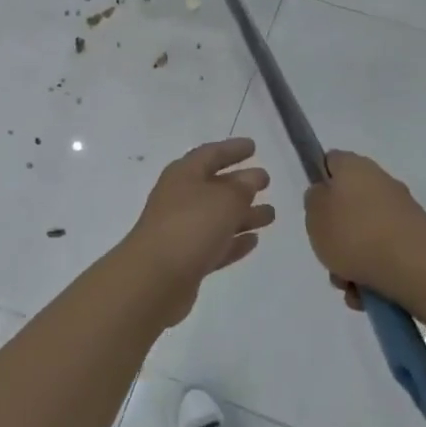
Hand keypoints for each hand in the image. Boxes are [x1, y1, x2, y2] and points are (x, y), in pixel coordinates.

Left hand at [123, 138, 274, 308]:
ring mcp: (181, 231)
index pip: (210, 154)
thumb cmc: (190, 227)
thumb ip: (242, 187)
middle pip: (214, 186)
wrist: (154, 280)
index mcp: (183, 175)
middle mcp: (180, 199)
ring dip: (243, 214)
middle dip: (240, 183)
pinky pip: (215, 245)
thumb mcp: (224, 200)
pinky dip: (233, 241)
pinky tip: (253, 241)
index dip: (232, 149)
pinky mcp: (186, 261)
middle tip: (266, 181)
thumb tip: (251, 178)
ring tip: (271, 215)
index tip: (253, 146)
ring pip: (217, 218)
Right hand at [304, 150, 425, 301]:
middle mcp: (381, 182)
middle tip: (328, 254)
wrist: (416, 268)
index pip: (330, 162)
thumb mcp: (315, 215)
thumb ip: (314, 201)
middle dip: (335, 234)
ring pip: (364, 235)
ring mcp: (402, 212)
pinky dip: (373, 272)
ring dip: (352, 260)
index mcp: (354, 167)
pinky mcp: (417, 240)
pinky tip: (367, 294)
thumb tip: (325, 195)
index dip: (319, 181)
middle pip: (348, 204)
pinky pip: (385, 254)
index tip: (312, 208)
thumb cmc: (356, 235)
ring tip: (348, 285)